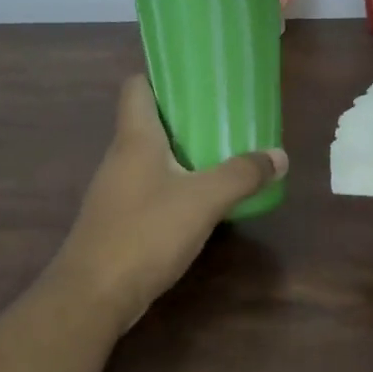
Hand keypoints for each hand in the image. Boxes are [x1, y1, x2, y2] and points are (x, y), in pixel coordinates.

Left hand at [55, 76, 286, 327]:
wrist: (93, 294)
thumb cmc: (145, 233)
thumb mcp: (203, 200)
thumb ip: (241, 175)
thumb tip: (279, 155)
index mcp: (134, 137)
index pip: (136, 86)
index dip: (161, 77)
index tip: (196, 78)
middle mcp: (119, 156)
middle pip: (147, 121)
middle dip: (184, 117)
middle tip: (224, 117)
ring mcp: (115, 189)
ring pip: (149, 157)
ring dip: (180, 153)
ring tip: (219, 154)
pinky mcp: (117, 219)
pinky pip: (148, 187)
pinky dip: (173, 184)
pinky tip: (199, 200)